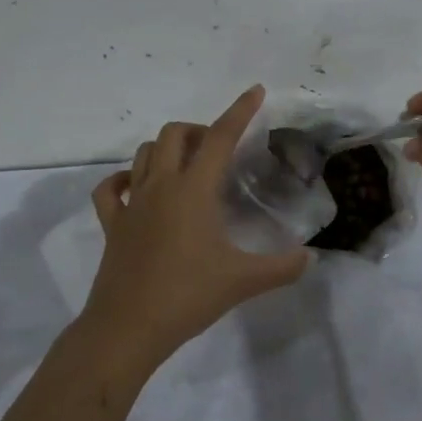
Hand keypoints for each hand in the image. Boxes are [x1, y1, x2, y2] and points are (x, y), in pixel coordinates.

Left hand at [84, 85, 312, 367]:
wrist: (127, 328)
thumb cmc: (187, 296)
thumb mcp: (243, 281)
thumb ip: (282, 267)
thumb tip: (310, 257)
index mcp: (193, 190)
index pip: (220, 138)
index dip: (240, 111)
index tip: (255, 91)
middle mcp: (160, 186)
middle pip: (175, 134)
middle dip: (199, 130)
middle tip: (219, 150)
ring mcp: (132, 204)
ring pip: (145, 153)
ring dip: (167, 148)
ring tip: (187, 165)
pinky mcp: (112, 224)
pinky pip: (111, 188)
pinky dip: (124, 179)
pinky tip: (137, 187)